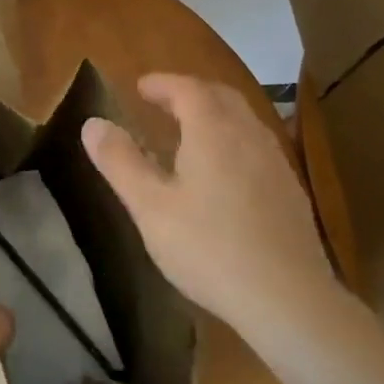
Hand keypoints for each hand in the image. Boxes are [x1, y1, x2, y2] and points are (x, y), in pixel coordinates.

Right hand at [82, 73, 345, 340]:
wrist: (289, 300)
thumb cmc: (209, 248)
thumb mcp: (150, 207)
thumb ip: (120, 161)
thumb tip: (92, 123)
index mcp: (212, 130)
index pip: (187, 88)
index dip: (162, 83)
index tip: (140, 87)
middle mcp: (247, 134)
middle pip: (220, 96)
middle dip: (190, 92)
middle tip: (163, 102)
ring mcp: (275, 161)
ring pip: (243, 119)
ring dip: (214, 114)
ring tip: (190, 132)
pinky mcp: (291, 190)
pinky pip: (257, 145)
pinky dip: (233, 139)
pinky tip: (225, 171)